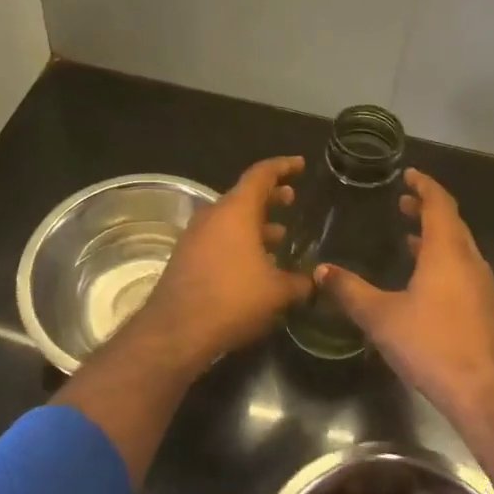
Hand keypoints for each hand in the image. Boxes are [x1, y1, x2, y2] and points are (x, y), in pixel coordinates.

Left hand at [131, 156, 312, 364]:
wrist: (176, 330)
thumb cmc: (232, 299)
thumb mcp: (277, 292)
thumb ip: (301, 282)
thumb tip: (316, 281)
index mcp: (236, 210)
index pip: (261, 174)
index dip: (283, 166)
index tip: (300, 164)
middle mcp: (213, 215)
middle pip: (245, 196)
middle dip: (270, 197)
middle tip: (291, 199)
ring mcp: (196, 236)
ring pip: (231, 220)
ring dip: (256, 224)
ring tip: (280, 235)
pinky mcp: (187, 257)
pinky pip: (219, 238)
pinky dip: (240, 242)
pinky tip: (256, 265)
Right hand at [314, 169, 493, 417]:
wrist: (486, 393)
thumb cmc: (433, 345)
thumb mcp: (382, 317)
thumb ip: (350, 291)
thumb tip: (321, 270)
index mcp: (447, 251)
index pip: (439, 204)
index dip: (424, 186)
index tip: (409, 174)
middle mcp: (470, 261)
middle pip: (452, 223)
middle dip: (428, 209)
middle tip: (403, 204)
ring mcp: (483, 286)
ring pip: (460, 248)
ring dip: (436, 237)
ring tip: (410, 237)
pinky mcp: (487, 310)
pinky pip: (463, 270)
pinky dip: (444, 261)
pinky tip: (426, 282)